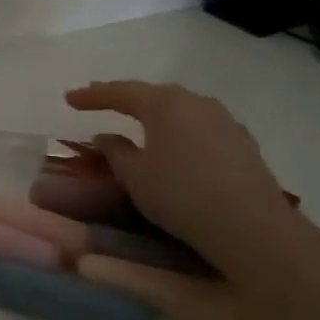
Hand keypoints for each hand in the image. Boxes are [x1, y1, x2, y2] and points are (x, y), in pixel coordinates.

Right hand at [65, 79, 311, 284]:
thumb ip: (116, 152)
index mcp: (164, 104)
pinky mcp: (243, 143)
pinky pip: (200, 127)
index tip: (69, 98)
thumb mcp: (135, 176)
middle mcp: (196, 102)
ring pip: (181, 109)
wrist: (251, 226)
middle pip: (154, 95)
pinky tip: (176, 145)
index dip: (92, 95)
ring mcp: (225, 121)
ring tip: (138, 122)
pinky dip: (180, 130)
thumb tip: (105, 137)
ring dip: (156, 113)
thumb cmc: (180, 194)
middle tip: (101, 102)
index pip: (121, 92)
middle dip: (126, 99)